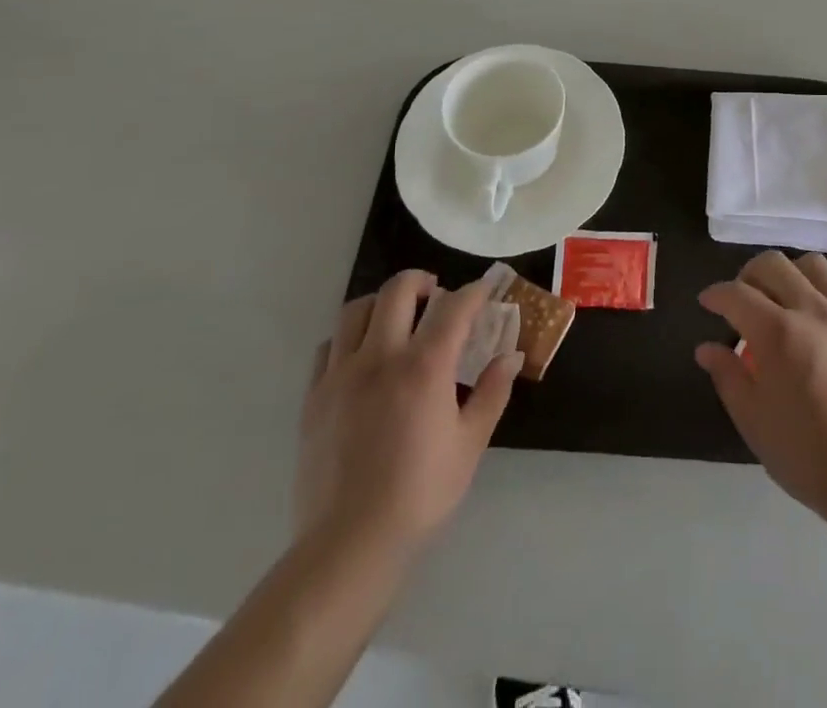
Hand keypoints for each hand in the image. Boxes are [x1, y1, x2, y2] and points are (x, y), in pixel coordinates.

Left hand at [295, 271, 521, 559]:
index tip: (485, 290)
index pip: (454, 307)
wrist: (349, 545)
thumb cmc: (420, 495)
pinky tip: (362, 356)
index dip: (474, 292)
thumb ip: (492, 392)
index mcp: (425, 366)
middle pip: (398, 290)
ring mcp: (341, 374)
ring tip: (397, 317)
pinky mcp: (314, 396)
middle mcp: (381, 357)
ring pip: (357, 310)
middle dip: (423, 281)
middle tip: (437, 295)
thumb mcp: (470, 444)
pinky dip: (349, 337)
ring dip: (382, 303)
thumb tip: (512, 355)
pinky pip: (329, 346)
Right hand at [696, 251, 826, 521]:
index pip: (736, 293)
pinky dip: (819, 292)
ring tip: (781, 300)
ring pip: (811, 265)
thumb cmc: (807, 455)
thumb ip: (728, 376)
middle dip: (747, 275)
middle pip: (773, 264)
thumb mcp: (753, 421)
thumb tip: (707, 349)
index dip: (716, 294)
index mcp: (777, 332)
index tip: (707, 302)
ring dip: (787, 274)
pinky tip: (815, 321)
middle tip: (741, 300)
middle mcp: (811, 310)